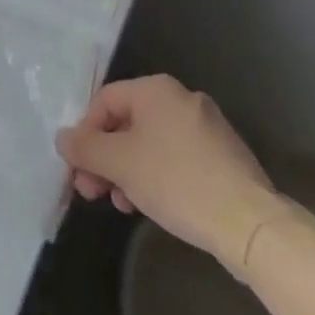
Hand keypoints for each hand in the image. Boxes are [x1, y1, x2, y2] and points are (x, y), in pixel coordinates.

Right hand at [56, 75, 295, 280]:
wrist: (252, 225)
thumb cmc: (177, 181)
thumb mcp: (120, 164)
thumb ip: (85, 148)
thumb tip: (63, 138)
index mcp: (156, 89)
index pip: (104, 102)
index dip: (85, 134)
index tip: (78, 169)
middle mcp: (182, 98)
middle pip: (128, 123)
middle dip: (106, 157)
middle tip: (93, 191)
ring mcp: (207, 128)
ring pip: (152, 144)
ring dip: (129, 171)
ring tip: (123, 204)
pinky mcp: (224, 158)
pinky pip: (177, 159)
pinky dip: (157, 177)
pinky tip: (154, 205)